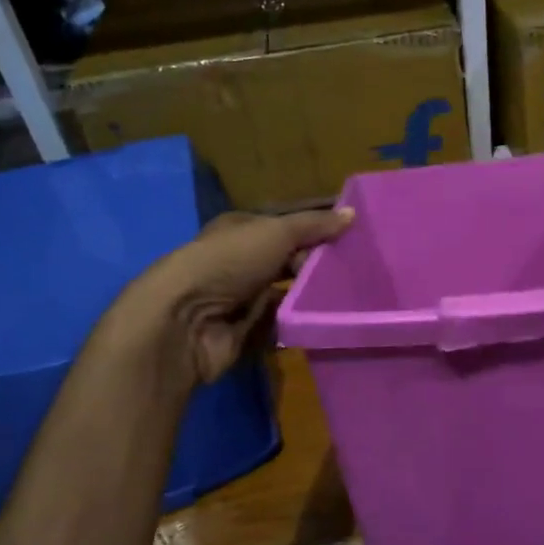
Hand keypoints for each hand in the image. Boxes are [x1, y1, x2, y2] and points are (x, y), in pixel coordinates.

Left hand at [115, 207, 352, 385]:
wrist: (185, 321)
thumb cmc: (228, 262)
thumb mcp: (275, 232)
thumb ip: (314, 225)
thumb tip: (353, 213)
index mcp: (242, 230)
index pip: (287, 225)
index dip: (318, 227)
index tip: (355, 234)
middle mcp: (241, 261)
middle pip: (289, 259)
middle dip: (318, 263)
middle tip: (358, 267)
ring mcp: (243, 297)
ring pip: (288, 292)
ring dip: (312, 294)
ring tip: (351, 294)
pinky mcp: (247, 330)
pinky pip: (283, 323)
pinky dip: (300, 321)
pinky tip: (329, 319)